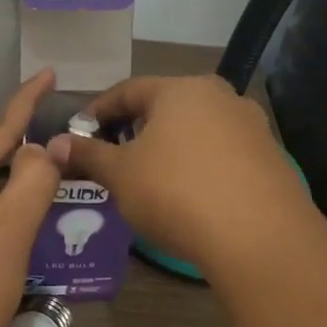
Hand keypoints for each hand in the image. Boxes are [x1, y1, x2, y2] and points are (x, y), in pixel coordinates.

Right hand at [46, 75, 312, 279]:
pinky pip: (222, 153)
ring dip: (169, 146)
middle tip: (113, 153)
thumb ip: (88, 155)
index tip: (78, 132)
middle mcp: (219, 96)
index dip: (98, 111)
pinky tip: (190, 193)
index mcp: (180, 89)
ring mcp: (251, 125)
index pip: (127, 90)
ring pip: (196, 129)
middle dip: (135, 128)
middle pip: (165, 106)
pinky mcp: (271, 157)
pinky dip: (199, 164)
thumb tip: (55, 144)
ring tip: (149, 176)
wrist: (260, 238)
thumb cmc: (177, 193)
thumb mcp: (121, 175)